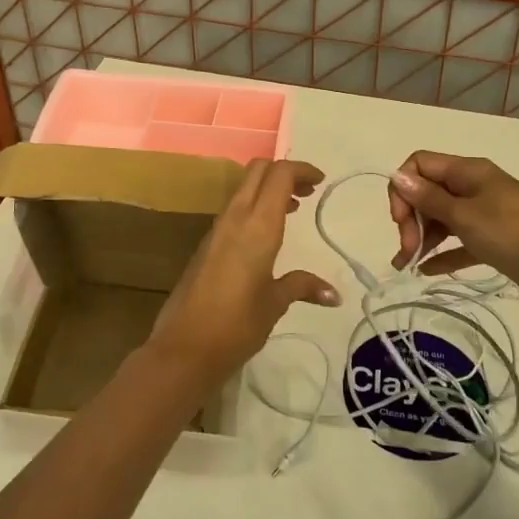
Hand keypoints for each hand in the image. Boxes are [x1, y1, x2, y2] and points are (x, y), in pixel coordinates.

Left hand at [147, 159, 338, 391]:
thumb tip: (334, 294)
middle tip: (308, 190)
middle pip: (258, 171)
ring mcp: (216, 230)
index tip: (320, 182)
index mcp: (257, 226)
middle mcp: (235, 218)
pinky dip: (254, 207)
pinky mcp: (206, 244)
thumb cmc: (237, 325)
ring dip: (268, 189)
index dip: (301, 170)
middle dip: (284, 172)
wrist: (184, 348)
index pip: (279, 175)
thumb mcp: (275, 304)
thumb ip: (302, 287)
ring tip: (294, 209)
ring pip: (243, 189)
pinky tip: (267, 234)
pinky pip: (234, 210)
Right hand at [386, 151, 518, 305]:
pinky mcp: (495, 240)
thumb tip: (397, 176)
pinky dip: (443, 253)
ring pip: (442, 219)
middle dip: (411, 219)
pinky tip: (427, 271)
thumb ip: (429, 199)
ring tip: (408, 266)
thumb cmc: (514, 232)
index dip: (403, 189)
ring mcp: (485, 214)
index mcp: (467, 171)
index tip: (399, 220)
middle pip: (428, 193)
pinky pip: (460, 242)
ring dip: (422, 238)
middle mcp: (474, 187)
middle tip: (407, 250)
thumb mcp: (466, 215)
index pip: (420, 165)